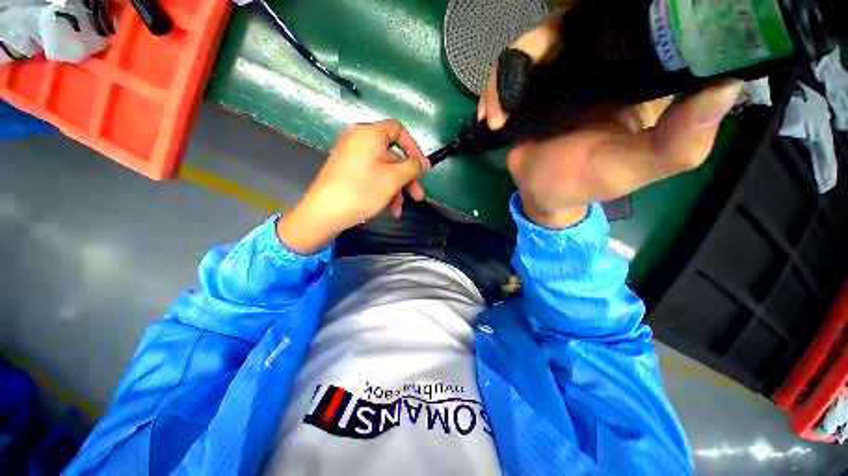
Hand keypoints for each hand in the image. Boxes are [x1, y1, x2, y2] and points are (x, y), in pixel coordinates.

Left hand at [277, 120, 429, 253]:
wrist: (325, 213)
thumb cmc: (362, 190)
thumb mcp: (393, 178)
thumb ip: (413, 167)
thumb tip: (424, 163)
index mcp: (369, 134)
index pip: (398, 130)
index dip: (414, 148)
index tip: (422, 169)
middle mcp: (360, 141)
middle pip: (393, 155)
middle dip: (408, 178)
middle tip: (418, 196)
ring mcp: (353, 158)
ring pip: (384, 170)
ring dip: (397, 190)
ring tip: (400, 209)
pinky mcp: (349, 173)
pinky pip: (373, 177)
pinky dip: (384, 191)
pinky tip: (390, 209)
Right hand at [479, 12, 742, 228]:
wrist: (545, 194)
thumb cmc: (589, 184)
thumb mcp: (636, 170)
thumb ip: (678, 142)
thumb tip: (725, 87)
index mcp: (636, 75)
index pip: (639, 21)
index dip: (621, 9)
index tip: (611, 12)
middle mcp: (599, 64)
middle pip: (576, 21)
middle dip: (546, 37)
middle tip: (533, 63)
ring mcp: (559, 75)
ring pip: (536, 43)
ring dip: (508, 72)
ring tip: (497, 113)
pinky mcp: (530, 90)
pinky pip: (509, 74)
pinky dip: (494, 90)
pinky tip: (489, 117)